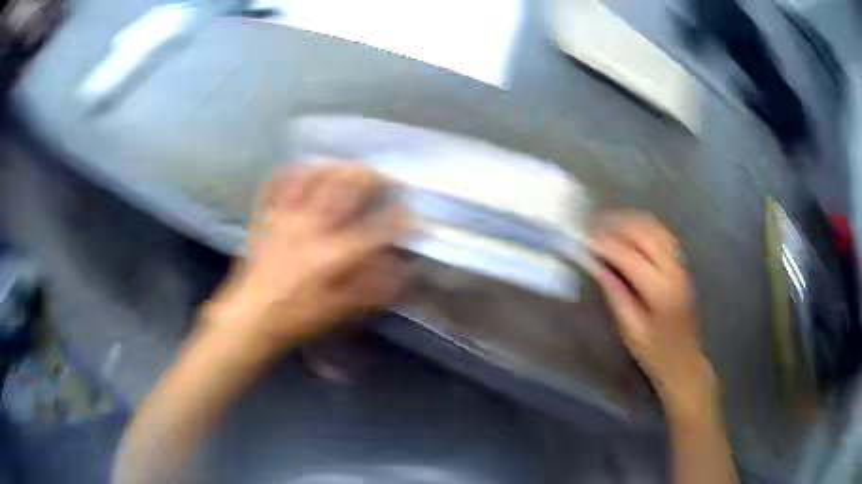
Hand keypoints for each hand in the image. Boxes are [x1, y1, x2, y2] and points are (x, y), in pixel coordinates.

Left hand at [206, 163, 406, 356]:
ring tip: (348, 167)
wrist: (250, 317)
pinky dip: (292, 171)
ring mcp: (285, 217)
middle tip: (384, 178)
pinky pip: (277, 183)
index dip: (400, 218)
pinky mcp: (265, 216)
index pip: (377, 229)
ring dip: (335, 167)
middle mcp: (312, 227)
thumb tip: (398, 269)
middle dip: (371, 177)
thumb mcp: (339, 310)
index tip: (410, 212)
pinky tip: (304, 169)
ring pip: (313, 176)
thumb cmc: (296, 318)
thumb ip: (371, 288)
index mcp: (333, 255)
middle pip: (346, 187)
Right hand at [593, 211, 715, 412]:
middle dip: (617, 225)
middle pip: (644, 234)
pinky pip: (662, 235)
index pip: (629, 256)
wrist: (685, 361)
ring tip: (607, 223)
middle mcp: (674, 270)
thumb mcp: (631, 330)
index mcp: (660, 290)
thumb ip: (615, 294)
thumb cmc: (655, 353)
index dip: (605, 245)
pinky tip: (629, 229)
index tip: (584, 239)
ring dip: (630, 221)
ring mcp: (680, 265)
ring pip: (655, 229)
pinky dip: (644, 226)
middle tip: (592, 226)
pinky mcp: (681, 265)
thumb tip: (596, 266)